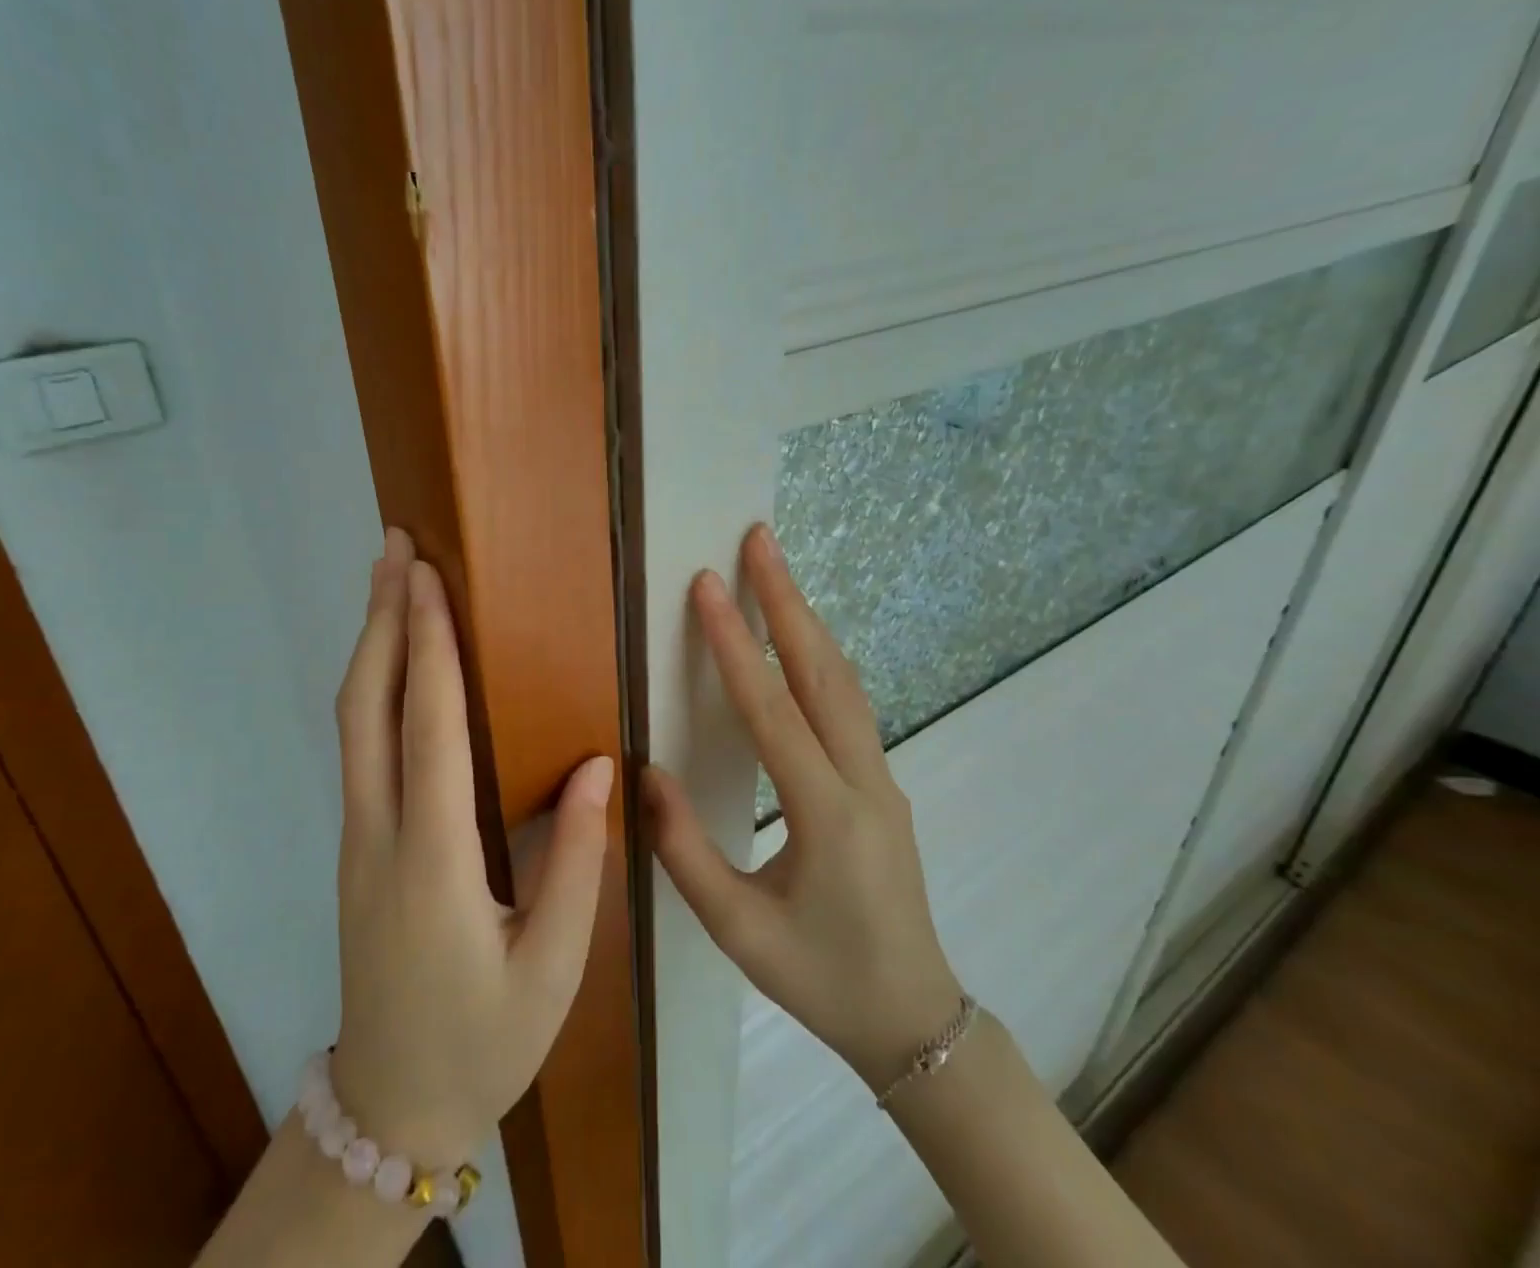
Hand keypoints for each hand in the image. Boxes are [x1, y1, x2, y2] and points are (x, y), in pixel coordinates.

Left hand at [327, 528, 613, 1167]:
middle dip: (380, 618)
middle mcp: (380, 832)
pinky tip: (395, 663)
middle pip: (366, 706)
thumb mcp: (554, 967)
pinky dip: (374, 685)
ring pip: (354, 721)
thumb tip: (599, 763)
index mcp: (433, 859)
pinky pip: (360, 746)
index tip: (426, 577)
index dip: (428, 645)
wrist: (391, 1108)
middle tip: (393, 548)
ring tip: (388, 582)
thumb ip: (579, 862)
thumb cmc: (483, 1040)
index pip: (430, 727)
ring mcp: (357, 837)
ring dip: (370, 644)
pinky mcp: (357, 845)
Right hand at [644, 523, 964, 1090]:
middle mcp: (864, 781)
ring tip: (777, 570)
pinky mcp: (883, 783)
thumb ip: (684, 851)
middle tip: (760, 539)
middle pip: (823, 672)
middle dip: (788, 600)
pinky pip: (850, 704)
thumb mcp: (738, 931)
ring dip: (808, 621)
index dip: (733, 645)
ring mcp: (883, 777)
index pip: (772, 711)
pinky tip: (799, 640)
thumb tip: (645, 773)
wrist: (914, 1020)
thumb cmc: (820, 979)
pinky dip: (820, 657)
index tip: (709, 585)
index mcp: (825, 816)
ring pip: (844, 681)